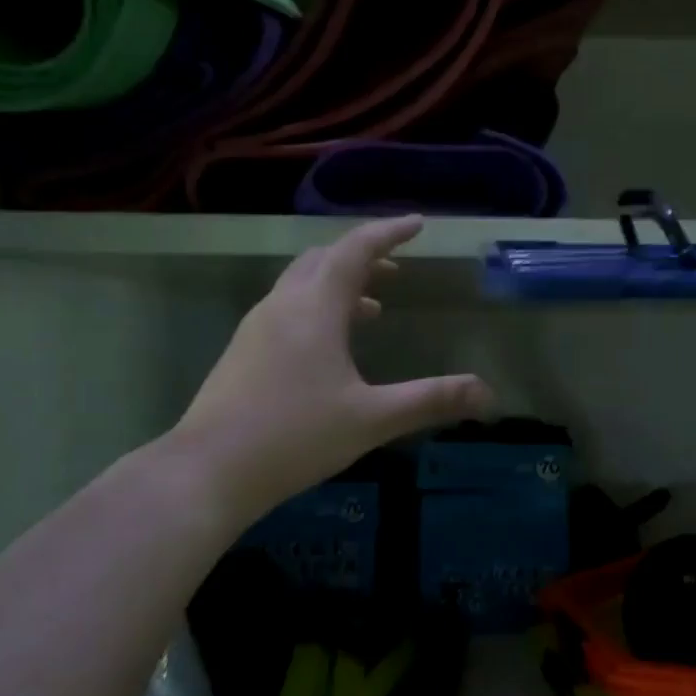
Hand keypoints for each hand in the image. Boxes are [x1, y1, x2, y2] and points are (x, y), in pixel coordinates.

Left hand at [173, 216, 494, 526]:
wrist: (208, 470)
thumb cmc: (295, 436)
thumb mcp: (372, 418)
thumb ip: (431, 400)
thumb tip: (487, 394)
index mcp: (315, 308)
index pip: (356, 250)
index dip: (389, 233)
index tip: (417, 224)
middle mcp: (282, 305)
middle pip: (324, 260)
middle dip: (364, 257)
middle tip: (397, 266)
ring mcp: (257, 328)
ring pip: (302, 285)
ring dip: (339, 283)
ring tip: (373, 307)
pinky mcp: (243, 352)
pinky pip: (288, 309)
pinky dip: (318, 308)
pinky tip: (331, 347)